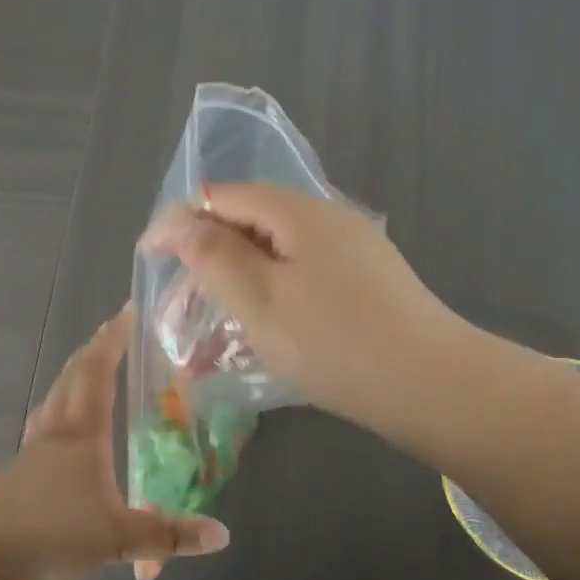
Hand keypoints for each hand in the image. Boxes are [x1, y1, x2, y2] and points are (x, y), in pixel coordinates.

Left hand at [0, 307, 228, 579]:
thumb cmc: (53, 536)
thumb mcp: (118, 540)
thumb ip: (168, 535)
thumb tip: (222, 535)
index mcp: (82, 436)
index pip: (98, 374)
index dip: (112, 342)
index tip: (125, 312)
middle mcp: (54, 433)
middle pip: (71, 378)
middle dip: (93, 351)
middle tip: (110, 332)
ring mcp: (29, 452)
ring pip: (52, 400)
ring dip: (71, 378)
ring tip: (86, 372)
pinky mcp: (13, 475)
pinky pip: (41, 427)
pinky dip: (56, 412)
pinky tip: (60, 433)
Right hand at [139, 183, 464, 428]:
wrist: (430, 384)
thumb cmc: (334, 342)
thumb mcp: (259, 300)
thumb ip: (213, 255)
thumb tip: (180, 220)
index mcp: (298, 211)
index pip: (222, 195)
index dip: (179, 220)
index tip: (149, 257)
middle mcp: (328, 217)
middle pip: (252, 218)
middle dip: (209, 251)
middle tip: (181, 298)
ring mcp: (354, 248)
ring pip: (279, 249)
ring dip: (241, 275)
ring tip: (216, 317)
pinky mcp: (368, 279)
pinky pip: (305, 271)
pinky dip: (274, 290)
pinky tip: (267, 325)